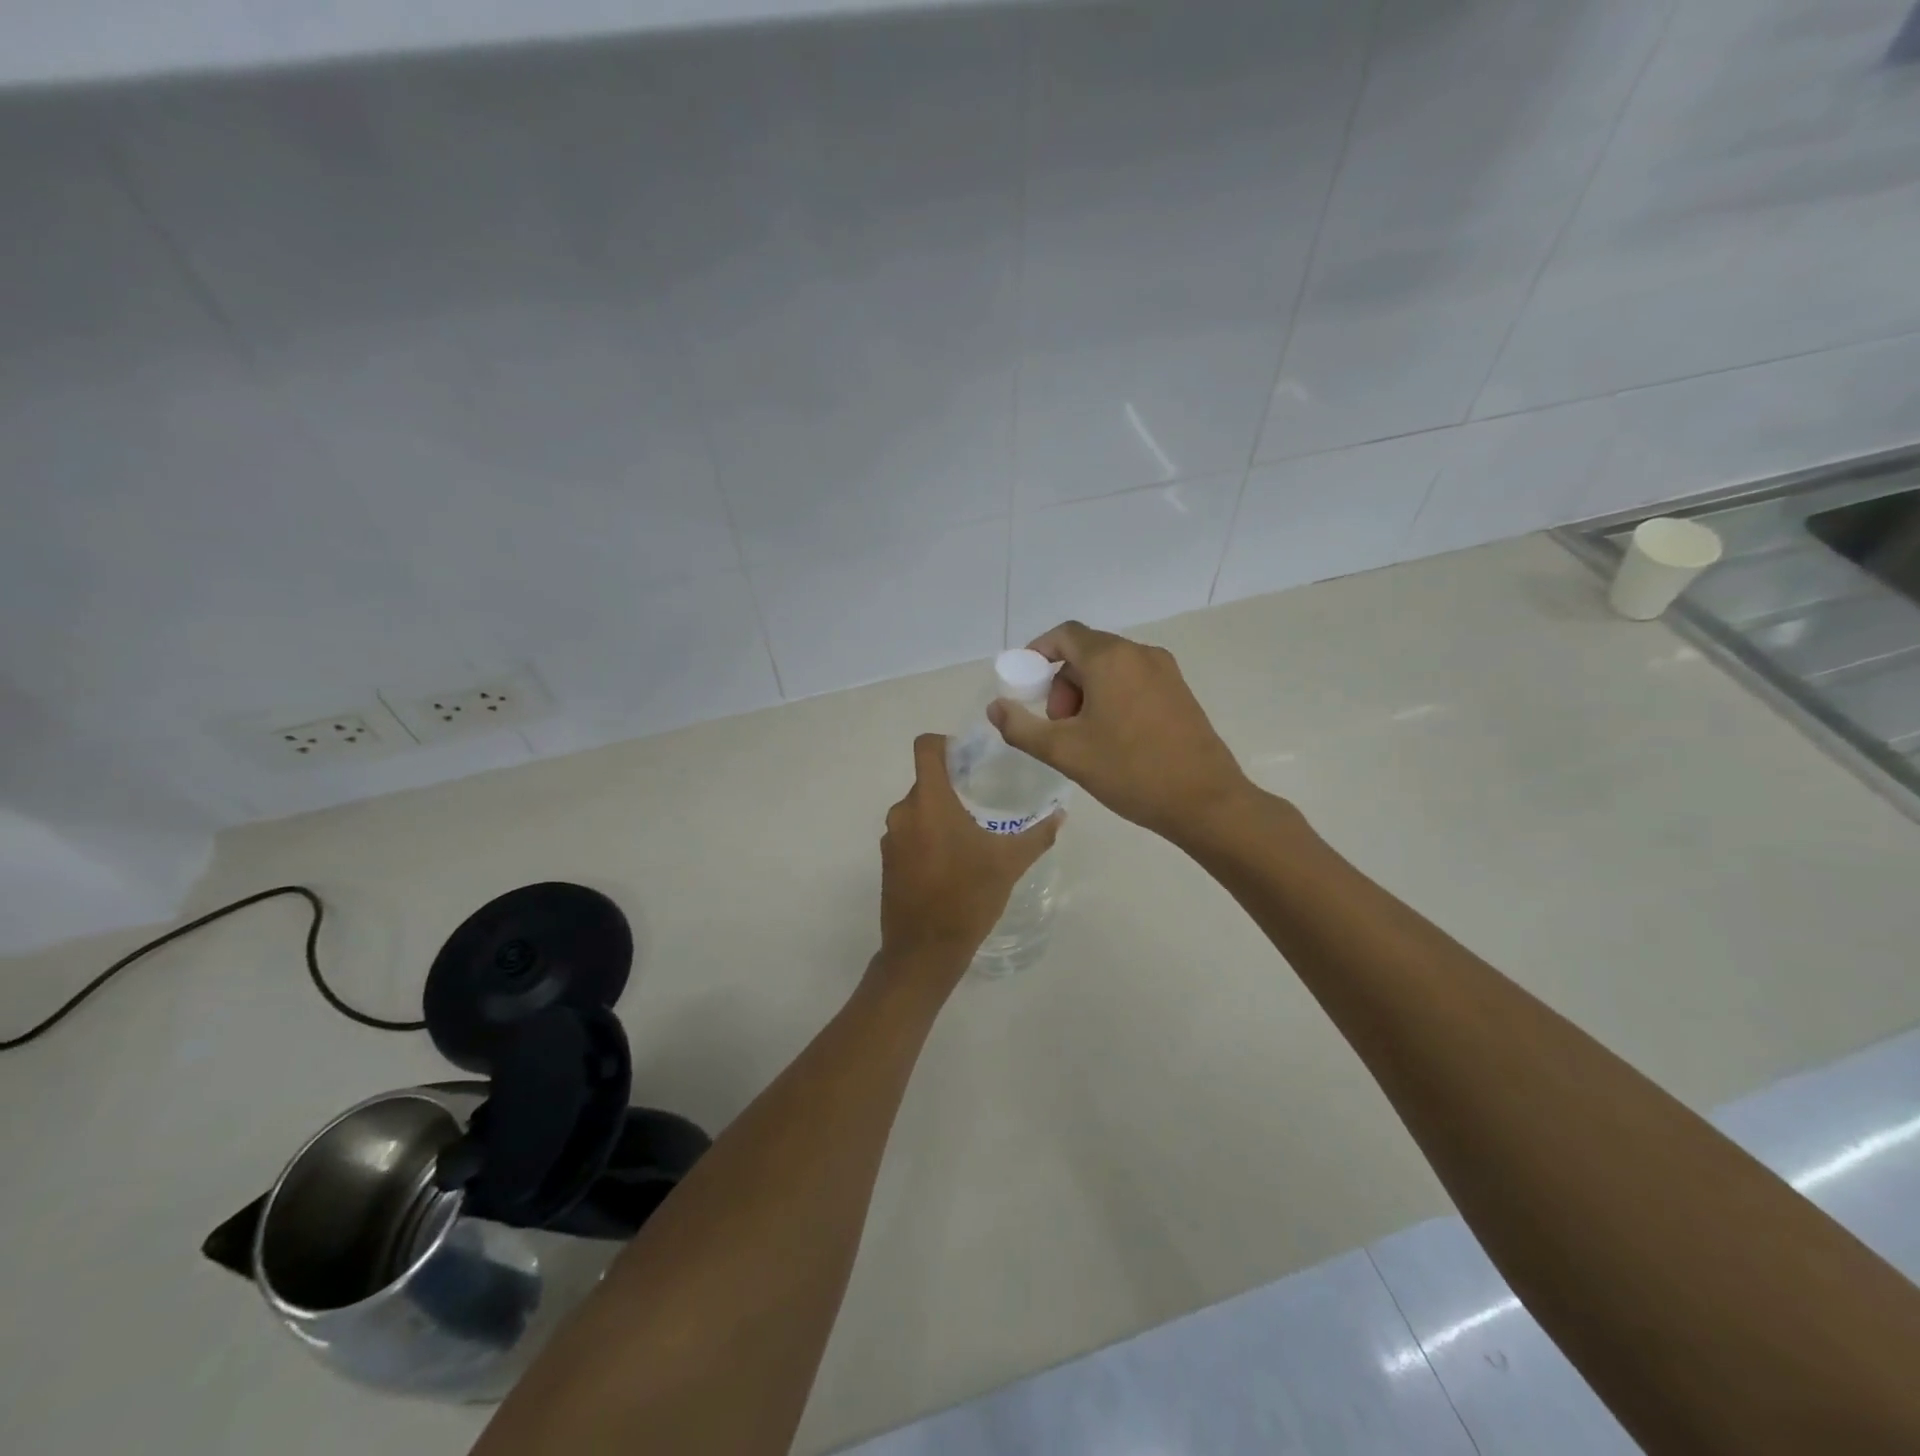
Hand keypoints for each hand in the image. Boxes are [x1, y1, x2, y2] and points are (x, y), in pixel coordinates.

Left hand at [876, 734, 1063, 992]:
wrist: (924, 951)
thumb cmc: (967, 898)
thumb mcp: (1009, 864)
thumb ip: (1037, 835)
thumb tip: (1061, 814)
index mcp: (930, 802)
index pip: (926, 747)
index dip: (946, 743)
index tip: (970, 758)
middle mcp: (903, 812)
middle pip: (926, 781)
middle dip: (953, 786)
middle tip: (983, 800)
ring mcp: (892, 838)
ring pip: (918, 809)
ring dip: (941, 814)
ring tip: (972, 833)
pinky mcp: (888, 862)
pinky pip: (910, 834)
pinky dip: (928, 837)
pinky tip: (953, 861)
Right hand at [987, 621, 1250, 844]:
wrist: (1205, 801)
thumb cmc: (1130, 771)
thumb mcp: (1064, 752)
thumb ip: (1021, 727)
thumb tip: (996, 707)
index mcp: (1111, 658)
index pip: (1064, 634)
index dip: (1038, 653)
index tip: (1025, 686)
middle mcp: (1140, 653)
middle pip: (1086, 652)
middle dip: (1062, 684)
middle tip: (1059, 726)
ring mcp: (1165, 672)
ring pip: (1110, 669)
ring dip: (1086, 694)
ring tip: (1085, 739)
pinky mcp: (1180, 692)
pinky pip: (1133, 681)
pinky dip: (1112, 698)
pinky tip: (1114, 740)